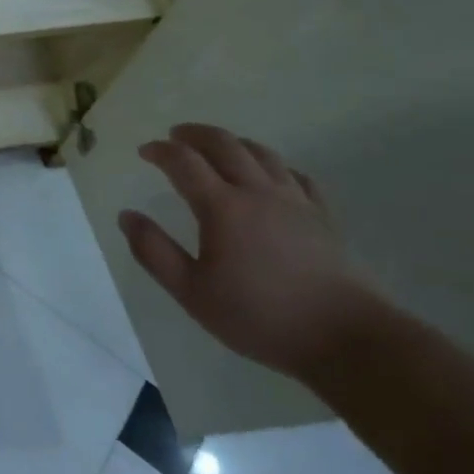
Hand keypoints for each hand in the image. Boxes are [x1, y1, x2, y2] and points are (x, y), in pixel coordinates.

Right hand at [119, 124, 380, 380]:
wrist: (347, 339)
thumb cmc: (261, 317)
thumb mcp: (192, 292)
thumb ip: (154, 251)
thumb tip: (127, 216)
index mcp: (222, 206)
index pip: (183, 161)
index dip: (160, 151)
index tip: (145, 151)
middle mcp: (257, 192)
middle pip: (223, 144)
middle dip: (195, 134)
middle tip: (175, 135)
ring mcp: (295, 202)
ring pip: (261, 153)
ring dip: (233, 142)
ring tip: (217, 147)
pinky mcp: (323, 217)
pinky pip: (296, 175)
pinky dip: (274, 165)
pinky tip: (270, 175)